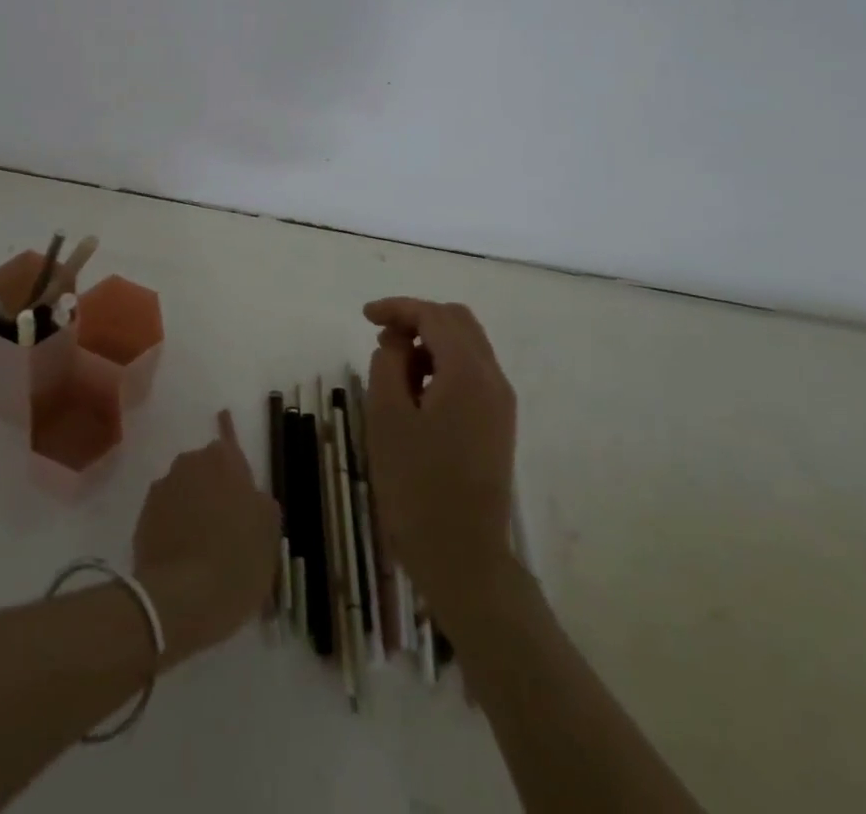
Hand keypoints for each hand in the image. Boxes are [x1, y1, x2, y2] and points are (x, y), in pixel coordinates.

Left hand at [132, 410, 280, 662]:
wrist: (181, 599)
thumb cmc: (237, 561)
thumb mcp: (269, 534)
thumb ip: (261, 505)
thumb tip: (250, 496)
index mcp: (225, 461)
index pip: (228, 437)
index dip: (228, 429)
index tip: (223, 414)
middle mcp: (191, 463)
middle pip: (206, 467)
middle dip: (214, 485)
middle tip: (227, 522)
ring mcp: (163, 487)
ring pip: (184, 489)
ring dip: (193, 505)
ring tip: (203, 543)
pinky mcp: (144, 515)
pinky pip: (166, 512)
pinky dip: (174, 525)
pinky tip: (183, 553)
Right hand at [364, 298, 519, 617]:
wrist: (462, 557)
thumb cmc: (416, 485)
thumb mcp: (387, 416)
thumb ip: (389, 363)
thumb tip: (398, 341)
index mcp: (468, 373)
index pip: (434, 316)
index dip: (398, 308)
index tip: (364, 316)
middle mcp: (493, 379)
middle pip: (458, 322)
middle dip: (417, 318)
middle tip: (380, 335)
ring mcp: (500, 403)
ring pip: (467, 345)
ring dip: (430, 341)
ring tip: (392, 363)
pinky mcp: (498, 424)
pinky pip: (471, 372)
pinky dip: (443, 363)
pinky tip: (415, 387)